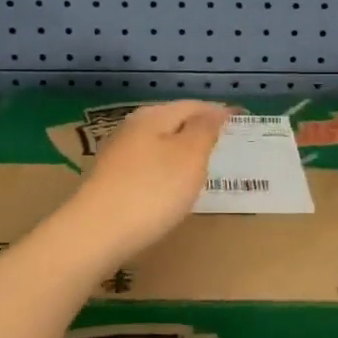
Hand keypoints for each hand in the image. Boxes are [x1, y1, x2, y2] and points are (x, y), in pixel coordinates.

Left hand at [60, 100, 228, 263]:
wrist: (97, 233)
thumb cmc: (152, 190)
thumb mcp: (189, 156)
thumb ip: (204, 130)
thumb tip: (215, 110)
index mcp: (152, 116)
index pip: (192, 105)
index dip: (217, 112)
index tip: (240, 121)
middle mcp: (131, 129)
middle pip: (172, 122)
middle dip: (198, 130)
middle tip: (223, 144)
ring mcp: (118, 155)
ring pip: (158, 144)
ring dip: (181, 151)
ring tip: (202, 166)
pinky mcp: (111, 181)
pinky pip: (147, 167)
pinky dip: (165, 171)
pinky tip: (171, 187)